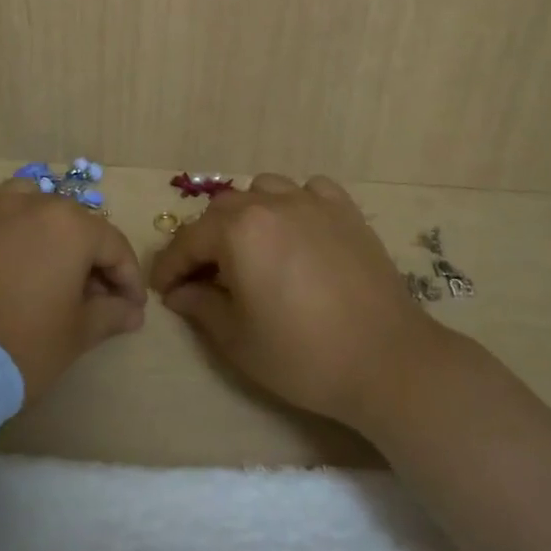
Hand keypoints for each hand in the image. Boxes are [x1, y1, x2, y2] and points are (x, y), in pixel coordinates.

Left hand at [0, 178, 146, 404]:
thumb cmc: (22, 345)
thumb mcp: (77, 336)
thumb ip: (111, 314)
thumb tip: (131, 310)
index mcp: (72, 227)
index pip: (114, 247)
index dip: (128, 279)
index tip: (130, 308)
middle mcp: (33, 204)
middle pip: (73, 224)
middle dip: (87, 257)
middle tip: (88, 297)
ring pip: (27, 200)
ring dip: (42, 224)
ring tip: (40, 259)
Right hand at [148, 173, 443, 429]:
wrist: (387, 360)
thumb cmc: (303, 355)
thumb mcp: (237, 339)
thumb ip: (200, 306)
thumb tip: (179, 292)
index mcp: (239, 231)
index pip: (189, 240)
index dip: (170, 266)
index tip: (163, 289)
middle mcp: (271, 203)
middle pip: (222, 210)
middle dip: (205, 240)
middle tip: (204, 276)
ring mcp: (313, 202)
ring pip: (263, 190)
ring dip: (247, 215)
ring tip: (251, 248)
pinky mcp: (346, 211)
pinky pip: (309, 190)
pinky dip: (294, 203)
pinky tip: (297, 230)